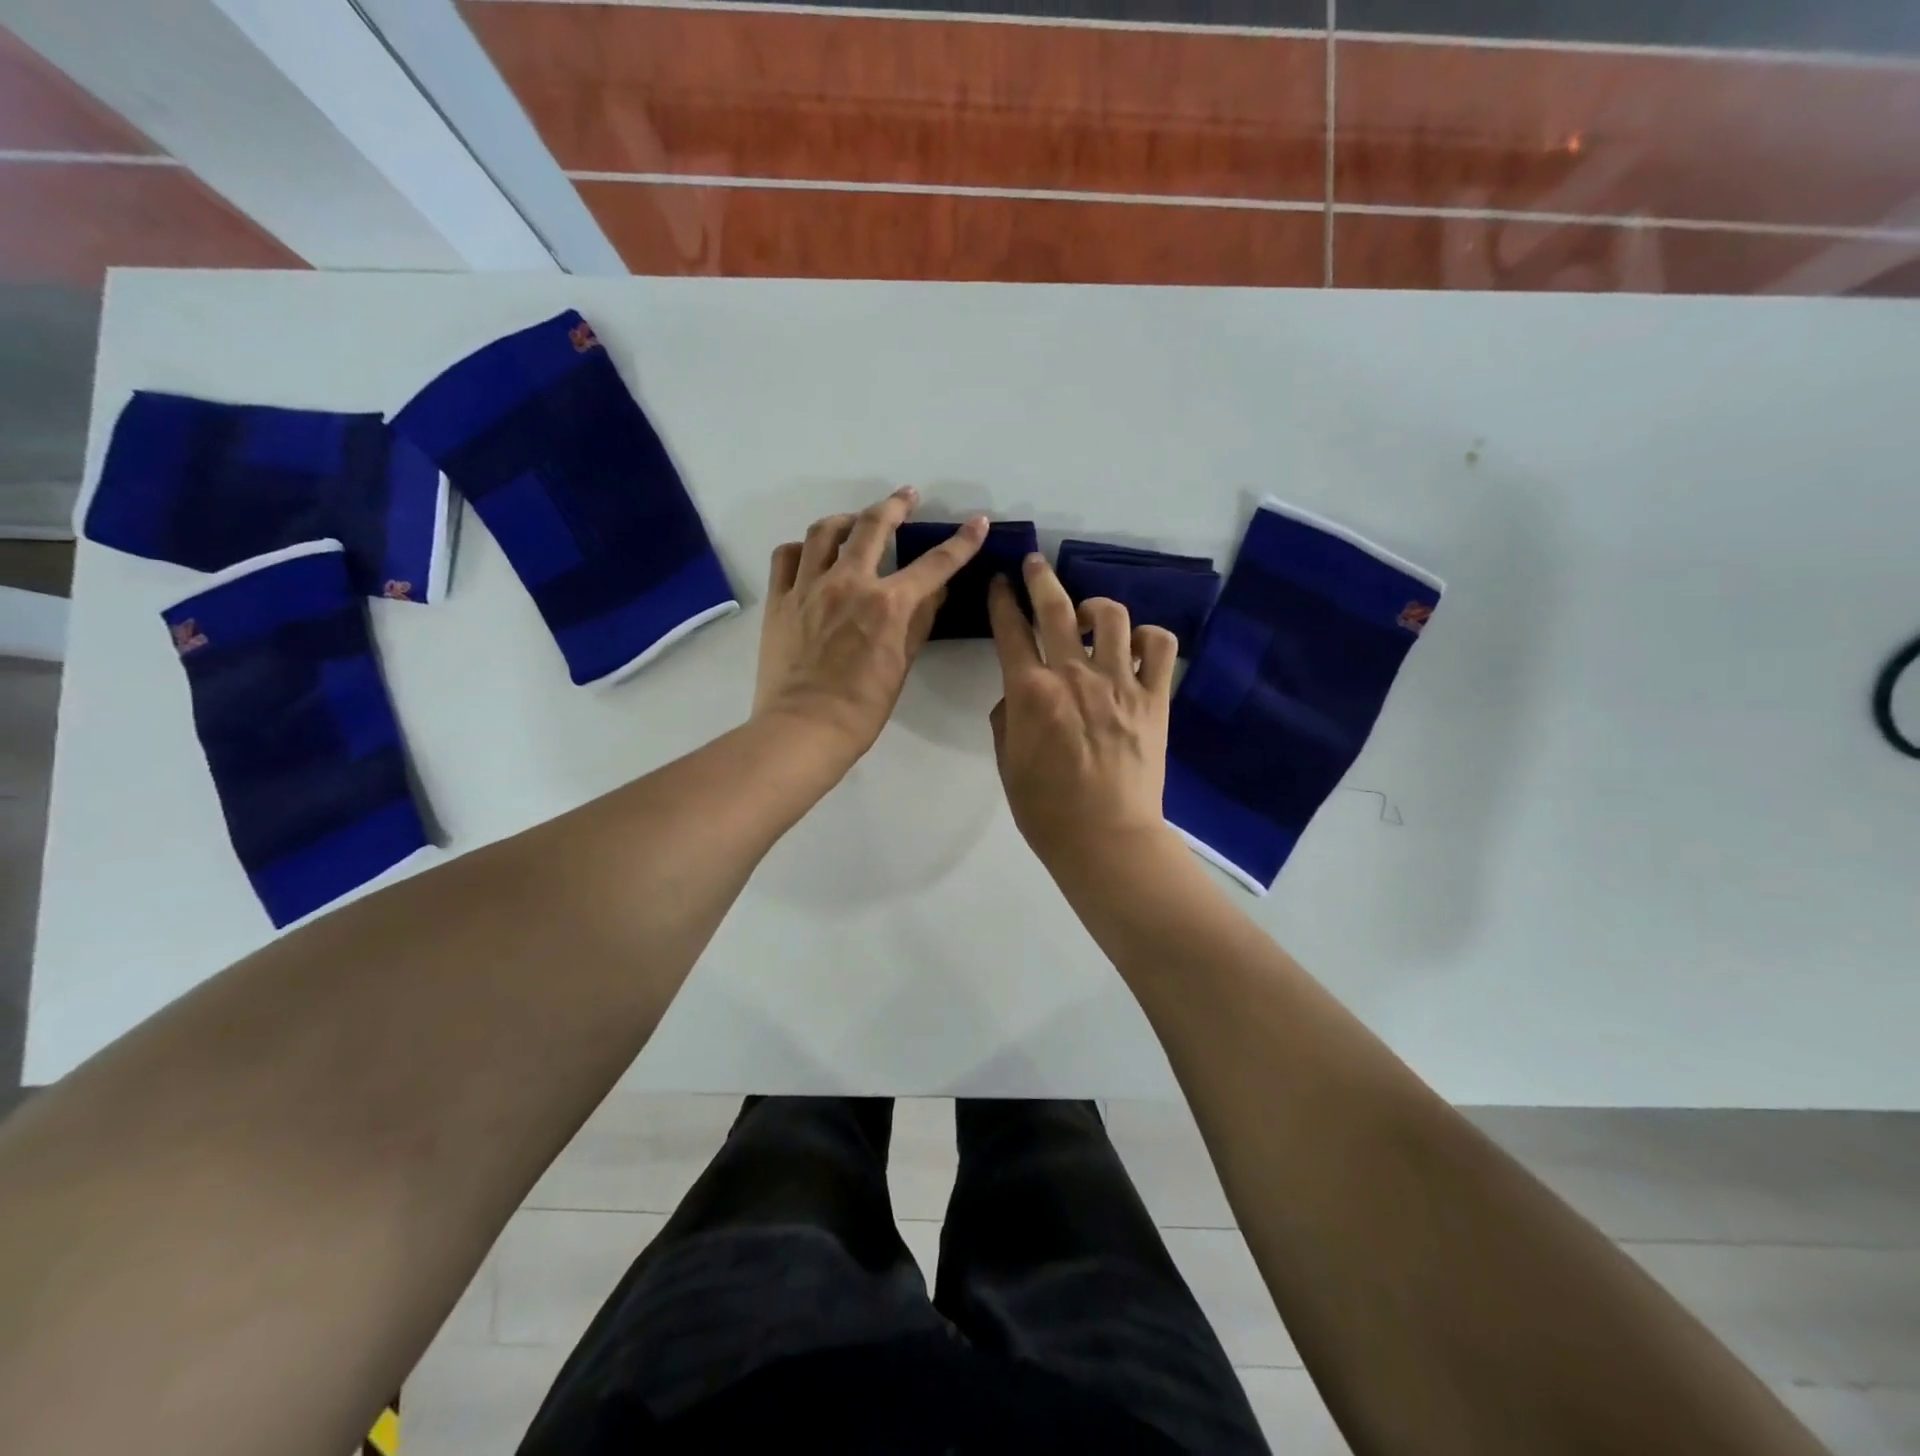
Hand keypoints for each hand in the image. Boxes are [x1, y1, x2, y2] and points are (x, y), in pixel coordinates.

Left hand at [755, 487, 987, 756]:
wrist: (804, 728)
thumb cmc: (862, 708)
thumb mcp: (902, 666)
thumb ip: (919, 623)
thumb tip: (934, 593)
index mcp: (887, 603)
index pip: (934, 564)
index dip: (961, 542)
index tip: (977, 523)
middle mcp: (848, 583)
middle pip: (874, 525)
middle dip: (896, 504)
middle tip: (906, 496)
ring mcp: (808, 587)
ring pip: (825, 531)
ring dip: (846, 520)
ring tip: (856, 523)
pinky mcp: (779, 599)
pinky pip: (787, 556)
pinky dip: (804, 548)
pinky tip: (812, 554)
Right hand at [987, 555, 1178, 869]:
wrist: (1106, 837)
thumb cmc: (1046, 809)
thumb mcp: (1007, 763)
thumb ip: (1007, 718)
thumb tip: (1018, 695)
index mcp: (1030, 691)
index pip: (1010, 630)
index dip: (1000, 601)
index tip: (998, 584)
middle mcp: (1074, 674)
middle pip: (1057, 608)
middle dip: (1040, 578)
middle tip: (1034, 563)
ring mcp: (1120, 682)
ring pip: (1113, 617)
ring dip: (1096, 608)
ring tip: (1090, 617)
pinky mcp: (1155, 698)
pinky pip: (1161, 646)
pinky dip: (1149, 637)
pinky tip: (1137, 646)